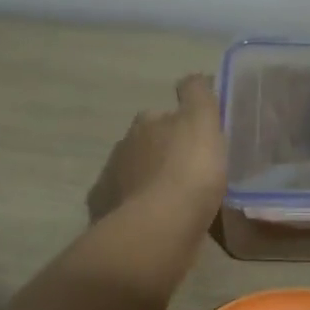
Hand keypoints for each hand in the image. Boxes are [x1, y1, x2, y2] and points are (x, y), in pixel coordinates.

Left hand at [87, 74, 227, 227]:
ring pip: (133, 177)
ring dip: (150, 183)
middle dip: (161, 153)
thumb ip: (198, 94)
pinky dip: (139, 211)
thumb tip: (193, 78)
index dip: (178, 124)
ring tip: (174, 201)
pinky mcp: (106, 218)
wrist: (156, 231)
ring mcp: (110, 185)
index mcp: (146, 124)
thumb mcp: (203, 122)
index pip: (160, 116)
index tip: (196, 139)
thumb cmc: (187, 172)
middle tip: (188, 170)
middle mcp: (122, 149)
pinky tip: (156, 223)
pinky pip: (126, 209)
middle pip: (144, 145)